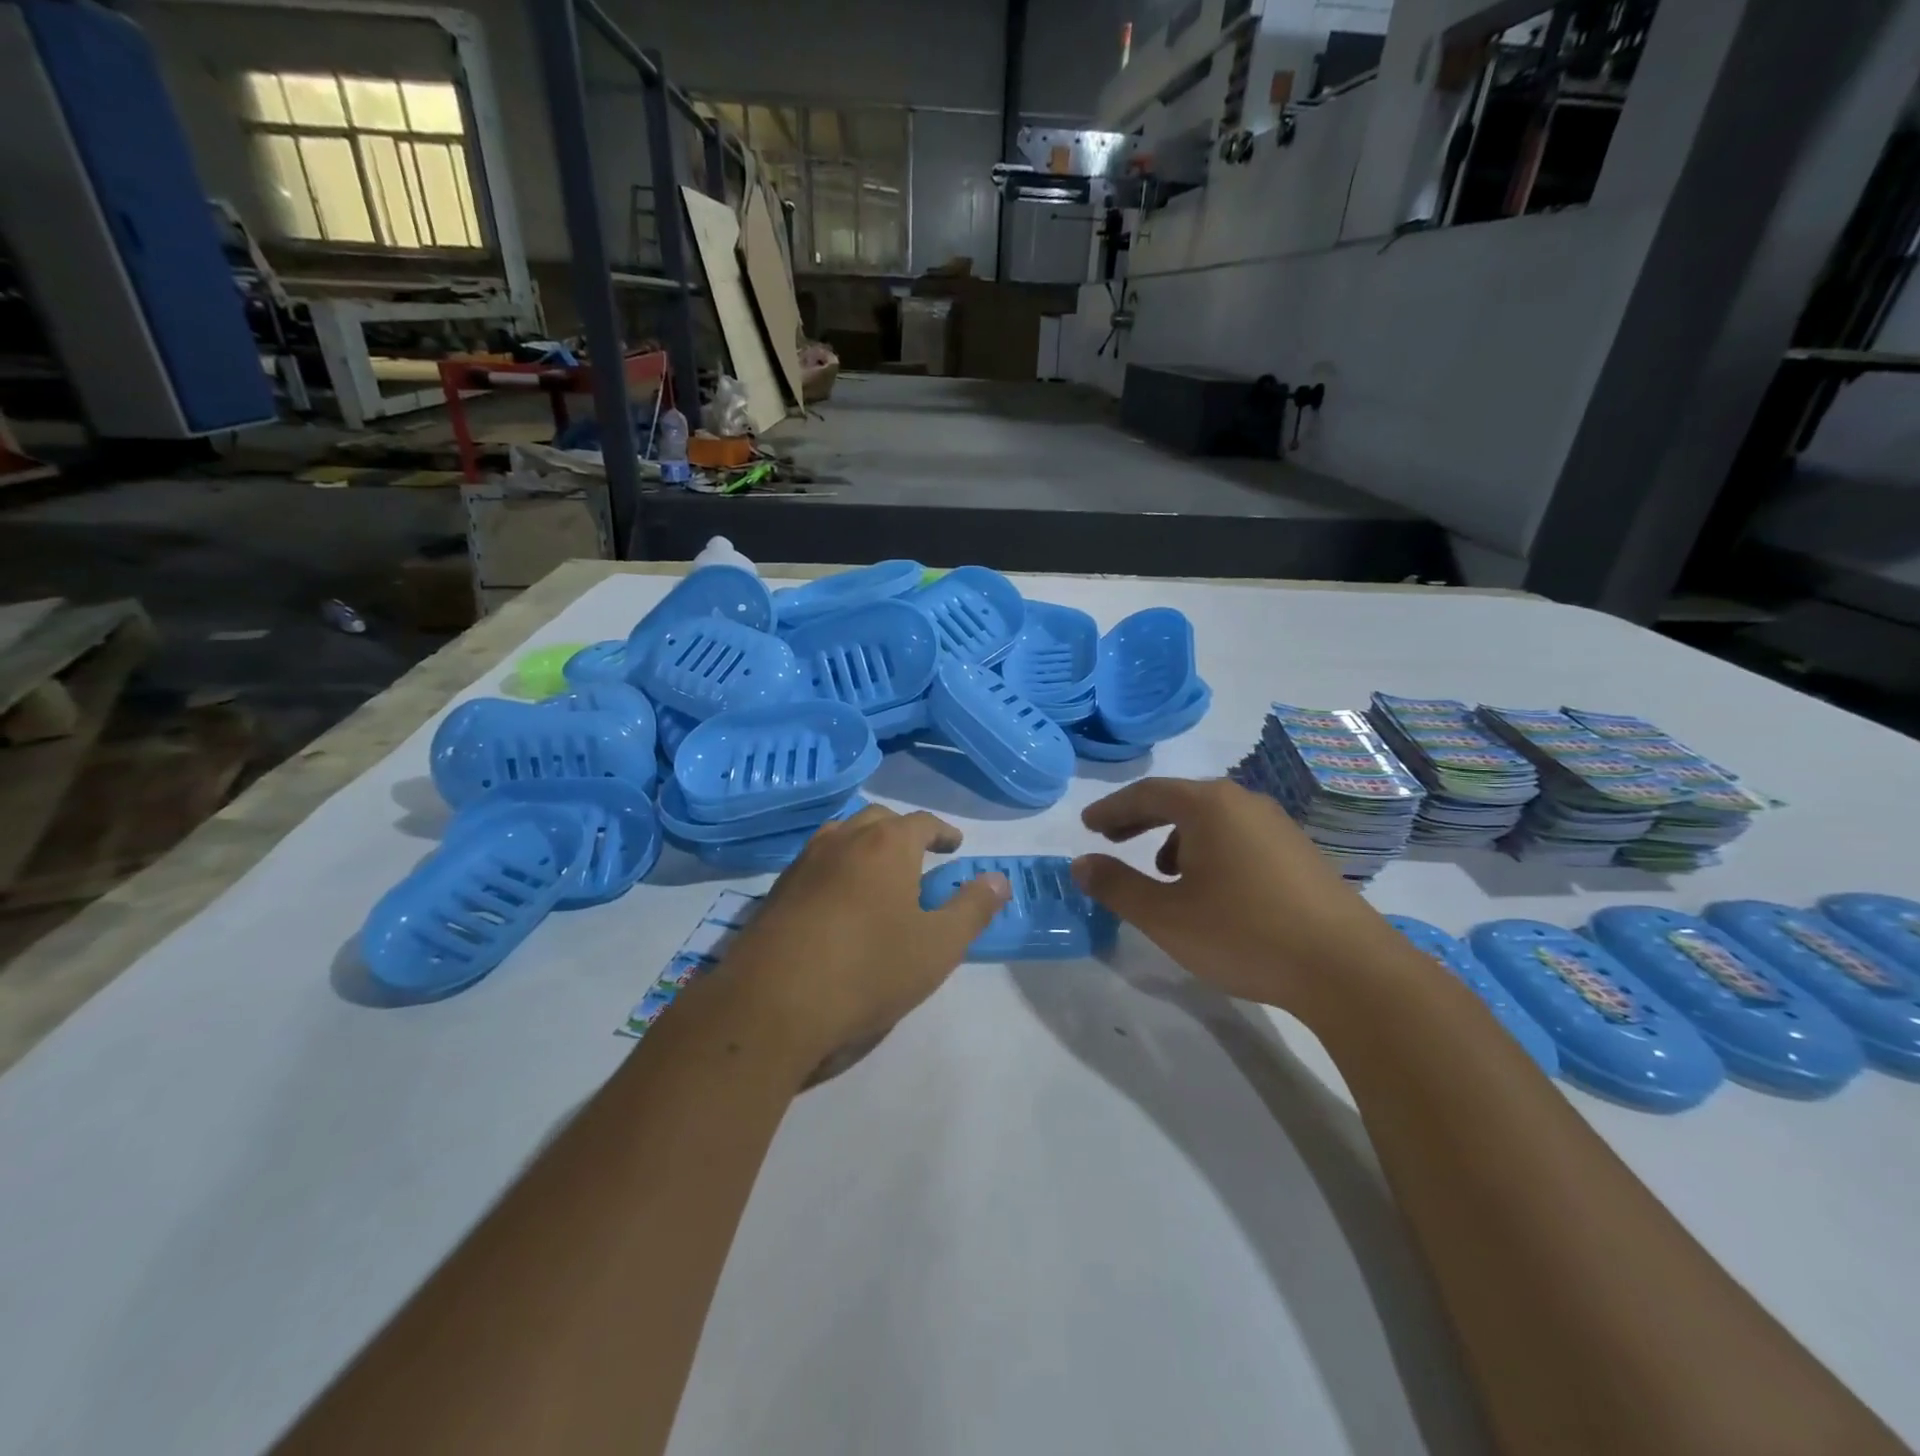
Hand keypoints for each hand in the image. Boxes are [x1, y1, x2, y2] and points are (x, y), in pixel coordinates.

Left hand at [714, 805, 1009, 1071]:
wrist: (771, 1004)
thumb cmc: (868, 970)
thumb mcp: (937, 946)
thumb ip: (972, 908)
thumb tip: (999, 879)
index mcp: (887, 845)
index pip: (922, 822)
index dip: (943, 832)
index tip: (954, 846)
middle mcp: (843, 839)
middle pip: (879, 819)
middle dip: (903, 832)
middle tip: (919, 857)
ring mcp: (804, 862)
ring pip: (841, 835)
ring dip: (864, 844)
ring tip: (878, 873)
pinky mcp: (776, 890)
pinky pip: (815, 862)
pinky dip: (835, 866)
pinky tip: (837, 900)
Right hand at [1071, 777, 1409, 1018]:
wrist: (1347, 969)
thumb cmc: (1244, 934)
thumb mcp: (1165, 916)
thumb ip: (1116, 886)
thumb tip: (1080, 863)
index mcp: (1208, 806)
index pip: (1146, 793)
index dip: (1111, 809)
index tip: (1087, 825)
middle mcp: (1244, 802)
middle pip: (1180, 799)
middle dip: (1140, 818)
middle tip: (1111, 836)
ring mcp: (1278, 825)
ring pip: (1212, 819)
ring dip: (1176, 836)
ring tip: (1161, 871)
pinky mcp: (1300, 852)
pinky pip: (1238, 836)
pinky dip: (1210, 849)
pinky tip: (1212, 888)